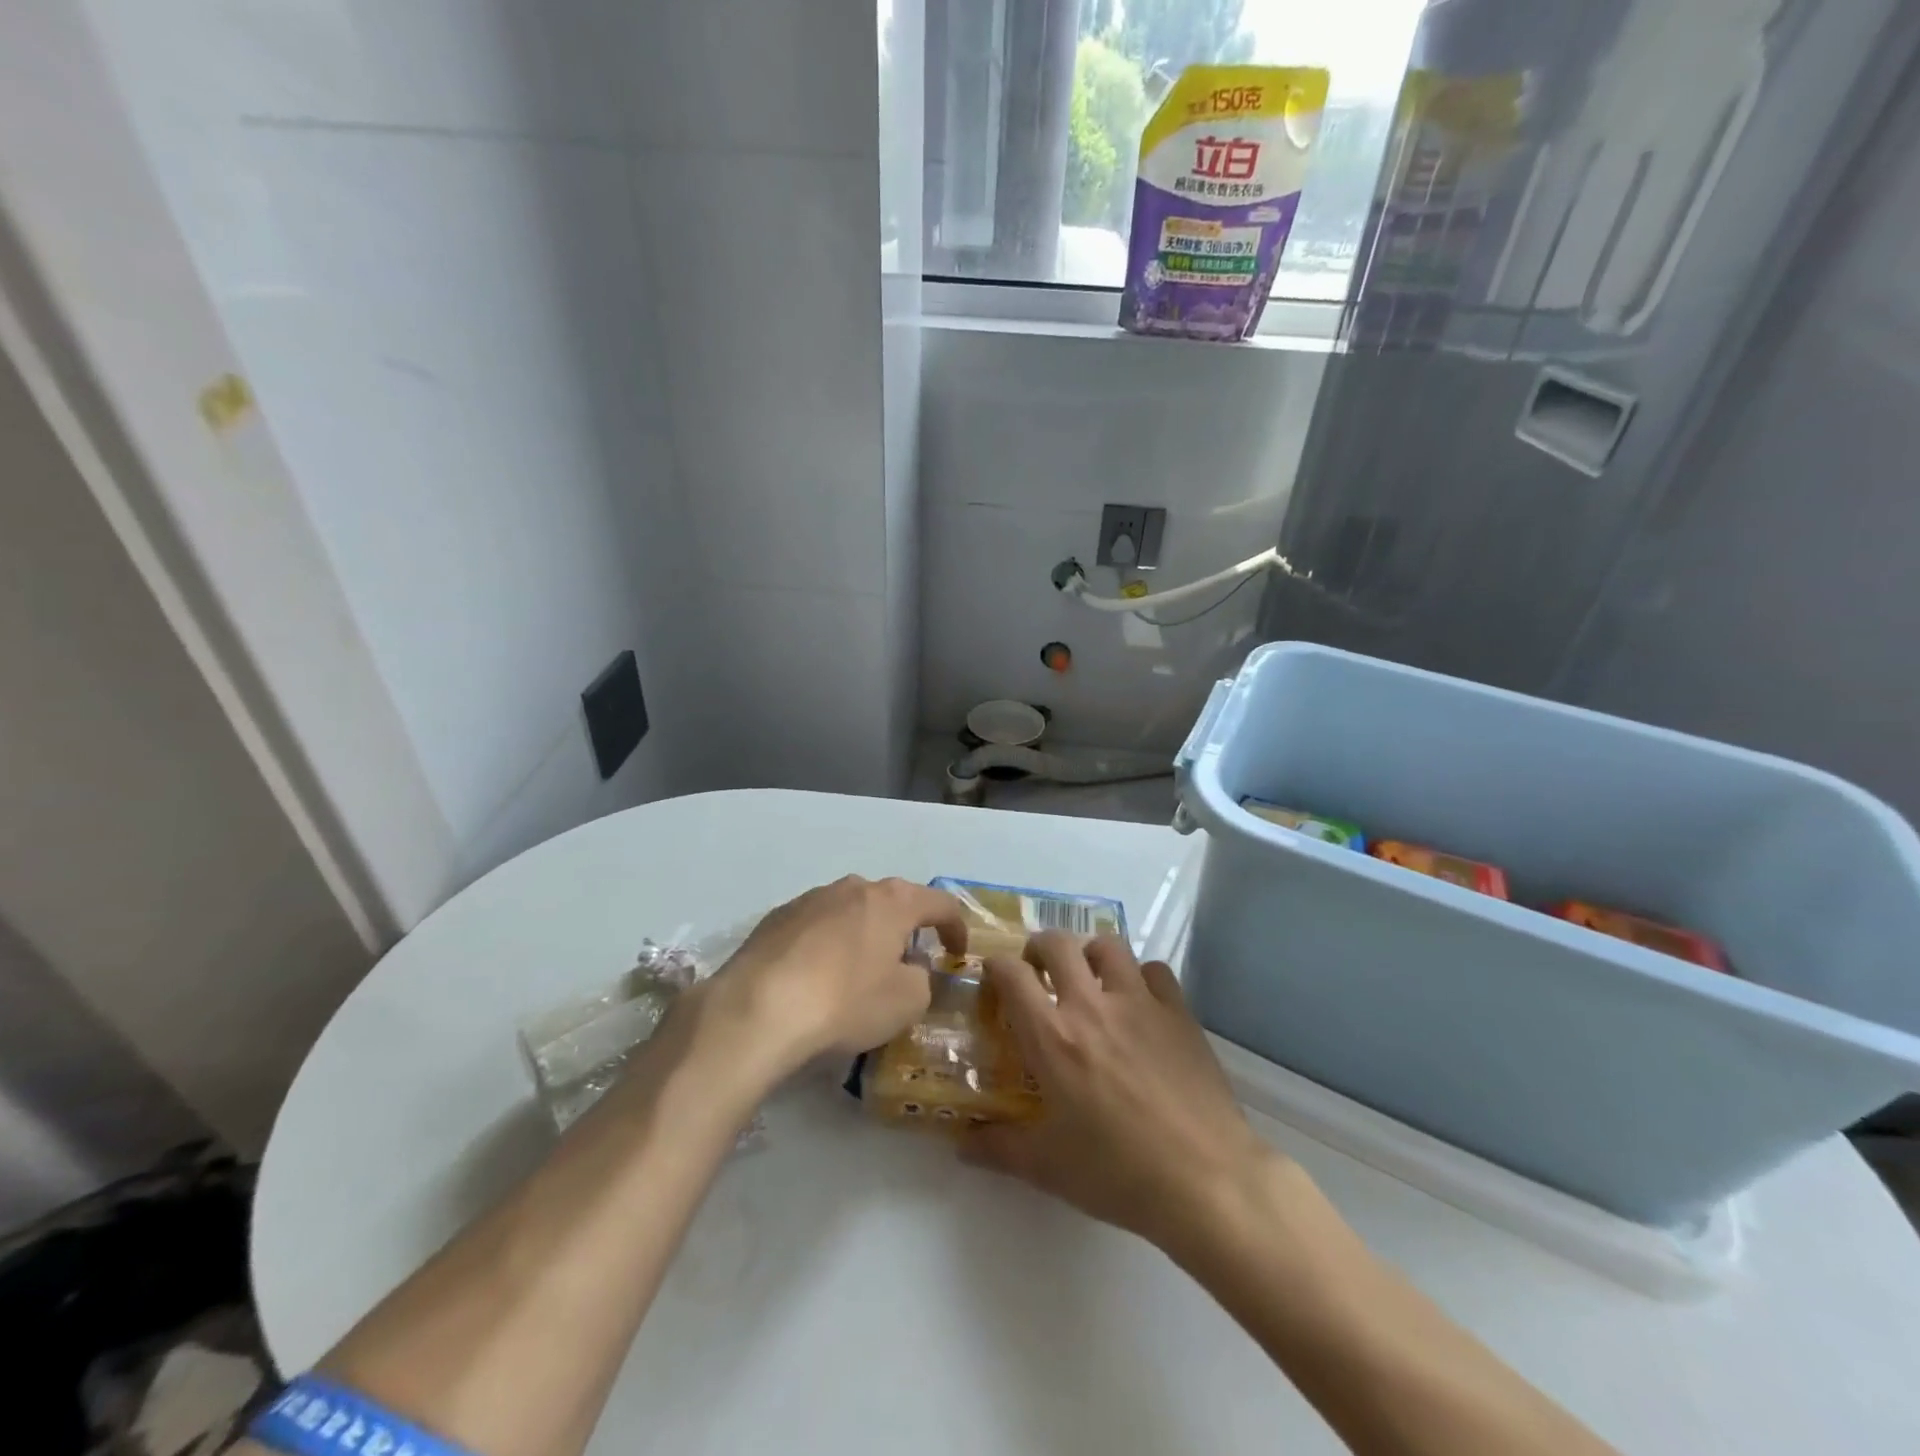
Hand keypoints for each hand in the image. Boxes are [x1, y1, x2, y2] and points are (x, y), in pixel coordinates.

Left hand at [711, 875, 967, 1073]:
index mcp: (893, 901)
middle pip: (893, 902)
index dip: (956, 928)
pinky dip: (827, 945)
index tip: (958, 954)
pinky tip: (816, 977)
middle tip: (907, 963)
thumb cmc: (845, 1001)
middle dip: (905, 929)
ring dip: (863, 934)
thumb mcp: (906, 1002)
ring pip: (852, 911)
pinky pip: (816, 926)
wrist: (757, 1008)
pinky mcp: (777, 917)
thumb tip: (911, 968)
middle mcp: (854, 887)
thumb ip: (922, 979)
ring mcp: (811, 898)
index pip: (941, 903)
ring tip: (858, 972)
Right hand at [964, 932, 1286, 1254]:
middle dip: (1039, 948)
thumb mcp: (1047, 1167)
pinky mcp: (1178, 1011)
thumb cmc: (1118, 1173)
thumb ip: (997, 1148)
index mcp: (1052, 1036)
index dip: (995, 966)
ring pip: (1108, 945)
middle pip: (1057, 943)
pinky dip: (1141, 977)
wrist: (1205, 1180)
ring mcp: (1139, 1002)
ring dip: (1090, 954)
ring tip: (1090, 978)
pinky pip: (1155, 970)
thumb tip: (959, 1142)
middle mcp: (1091, 1004)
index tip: (994, 979)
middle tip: (1039, 972)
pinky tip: (1140, 1003)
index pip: (1011, 973)